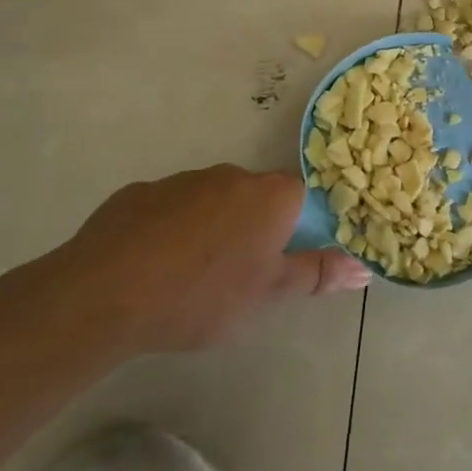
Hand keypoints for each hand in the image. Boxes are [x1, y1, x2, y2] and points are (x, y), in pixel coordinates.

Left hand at [42, 165, 369, 354]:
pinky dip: (170, 230)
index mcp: (268, 196)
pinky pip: (168, 209)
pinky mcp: (139, 193)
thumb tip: (365, 268)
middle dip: (253, 227)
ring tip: (191, 276)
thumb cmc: (203, 295)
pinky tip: (153, 266)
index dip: (296, 224)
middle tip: (240, 273)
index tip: (282, 256)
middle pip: (255, 196)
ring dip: (211, 227)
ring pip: (211, 200)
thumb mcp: (268, 295)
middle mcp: (230, 176)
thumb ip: (317, 275)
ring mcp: (182, 180)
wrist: (106, 293)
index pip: (300, 195)